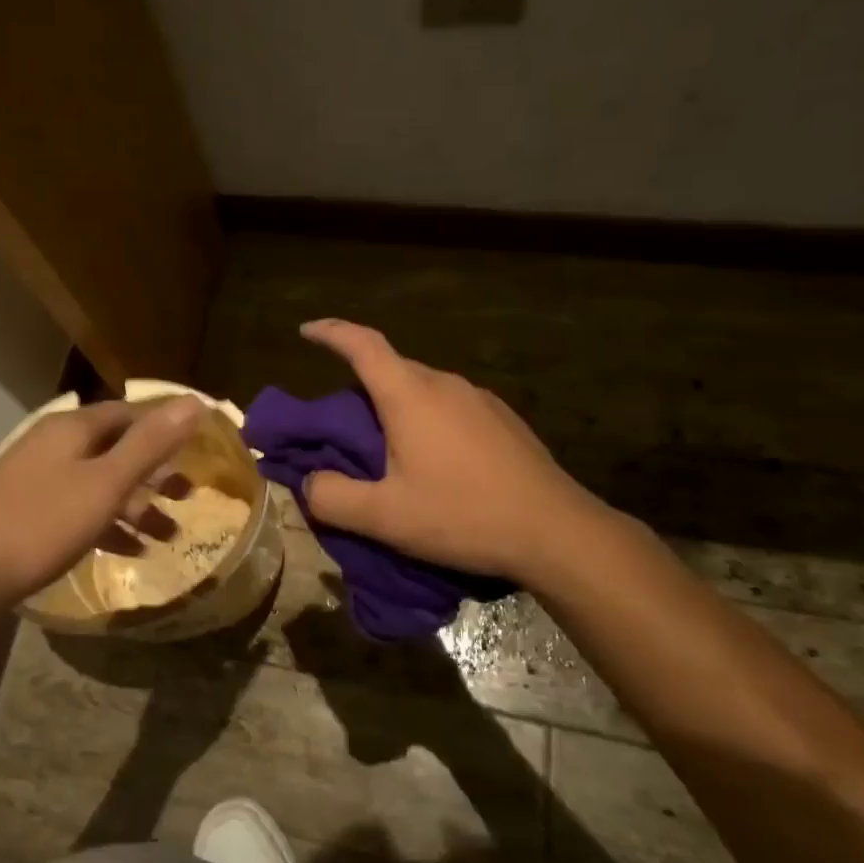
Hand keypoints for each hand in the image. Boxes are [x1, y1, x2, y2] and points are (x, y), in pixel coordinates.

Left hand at [0, 397, 204, 604]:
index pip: (130, 413)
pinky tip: (132, 551)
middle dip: (154, 472)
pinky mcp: (30, 510)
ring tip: (169, 534)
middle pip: (116, 448)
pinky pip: (81, 507)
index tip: (198, 447)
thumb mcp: (107, 483)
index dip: (165, 426)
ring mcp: (39, 477)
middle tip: (188, 495)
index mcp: (72, 427)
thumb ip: (150, 444)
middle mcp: (55, 443)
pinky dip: (109, 524)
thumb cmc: (44, 522)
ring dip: (136, 505)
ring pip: (100, 481)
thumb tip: (194, 401)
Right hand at [299, 319, 623, 587]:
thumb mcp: (385, 518)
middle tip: (342, 423)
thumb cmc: (463, 516)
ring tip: (389, 449)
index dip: (331, 332)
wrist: (557, 531)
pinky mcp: (504, 420)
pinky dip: (429, 420)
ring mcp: (480, 399)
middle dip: (360, 383)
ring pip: (423, 389)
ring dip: (397, 406)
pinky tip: (438, 462)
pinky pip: (451, 406)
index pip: (362, 345)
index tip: (306, 331)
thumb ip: (333, 497)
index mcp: (410, 395)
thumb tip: (309, 481)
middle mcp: (445, 384)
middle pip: (391, 368)